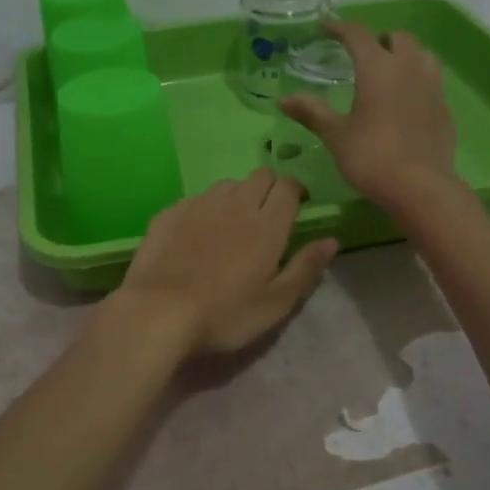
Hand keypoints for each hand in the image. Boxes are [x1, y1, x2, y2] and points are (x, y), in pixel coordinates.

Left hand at [113, 169, 337, 355]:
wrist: (159, 312)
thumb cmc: (225, 314)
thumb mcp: (276, 303)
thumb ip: (306, 268)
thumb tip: (331, 240)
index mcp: (267, 224)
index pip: (289, 186)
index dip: (296, 191)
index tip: (298, 207)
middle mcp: (235, 203)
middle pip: (260, 176)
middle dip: (270, 187)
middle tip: (267, 214)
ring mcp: (199, 204)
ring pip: (227, 183)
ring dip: (237, 195)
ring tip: (232, 222)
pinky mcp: (169, 213)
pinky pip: (195, 198)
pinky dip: (204, 208)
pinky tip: (197, 233)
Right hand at [279, 22, 461, 213]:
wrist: (420, 186)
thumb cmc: (371, 156)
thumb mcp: (335, 135)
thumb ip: (312, 112)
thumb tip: (284, 99)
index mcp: (377, 67)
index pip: (357, 34)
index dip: (340, 28)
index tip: (326, 28)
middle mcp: (408, 66)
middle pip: (396, 38)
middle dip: (378, 39)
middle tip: (362, 54)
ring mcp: (432, 85)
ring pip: (421, 54)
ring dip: (404, 54)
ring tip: (389, 71)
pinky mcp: (445, 106)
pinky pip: (432, 79)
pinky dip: (417, 79)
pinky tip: (407, 99)